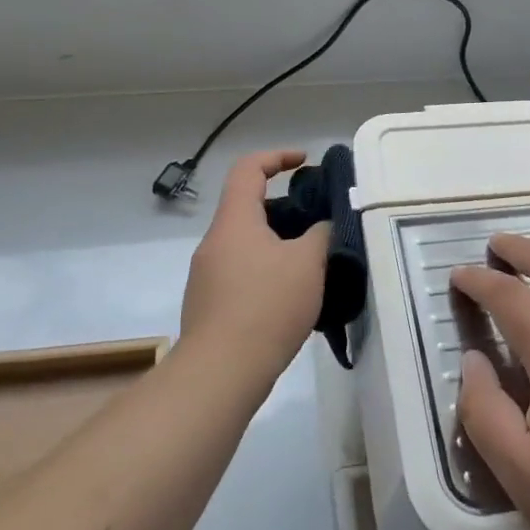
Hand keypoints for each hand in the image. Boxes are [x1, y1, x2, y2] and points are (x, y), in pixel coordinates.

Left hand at [181, 150, 329, 375]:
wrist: (220, 373)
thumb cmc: (266, 306)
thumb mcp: (308, 263)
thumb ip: (321, 234)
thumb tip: (323, 227)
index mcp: (235, 221)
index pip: (248, 169)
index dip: (277, 157)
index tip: (305, 162)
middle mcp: (214, 242)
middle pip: (248, 208)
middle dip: (285, 208)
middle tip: (319, 222)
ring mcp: (206, 275)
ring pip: (246, 244)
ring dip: (278, 243)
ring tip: (312, 263)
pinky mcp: (208, 305)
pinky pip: (241, 273)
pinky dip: (266, 271)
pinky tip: (291, 297)